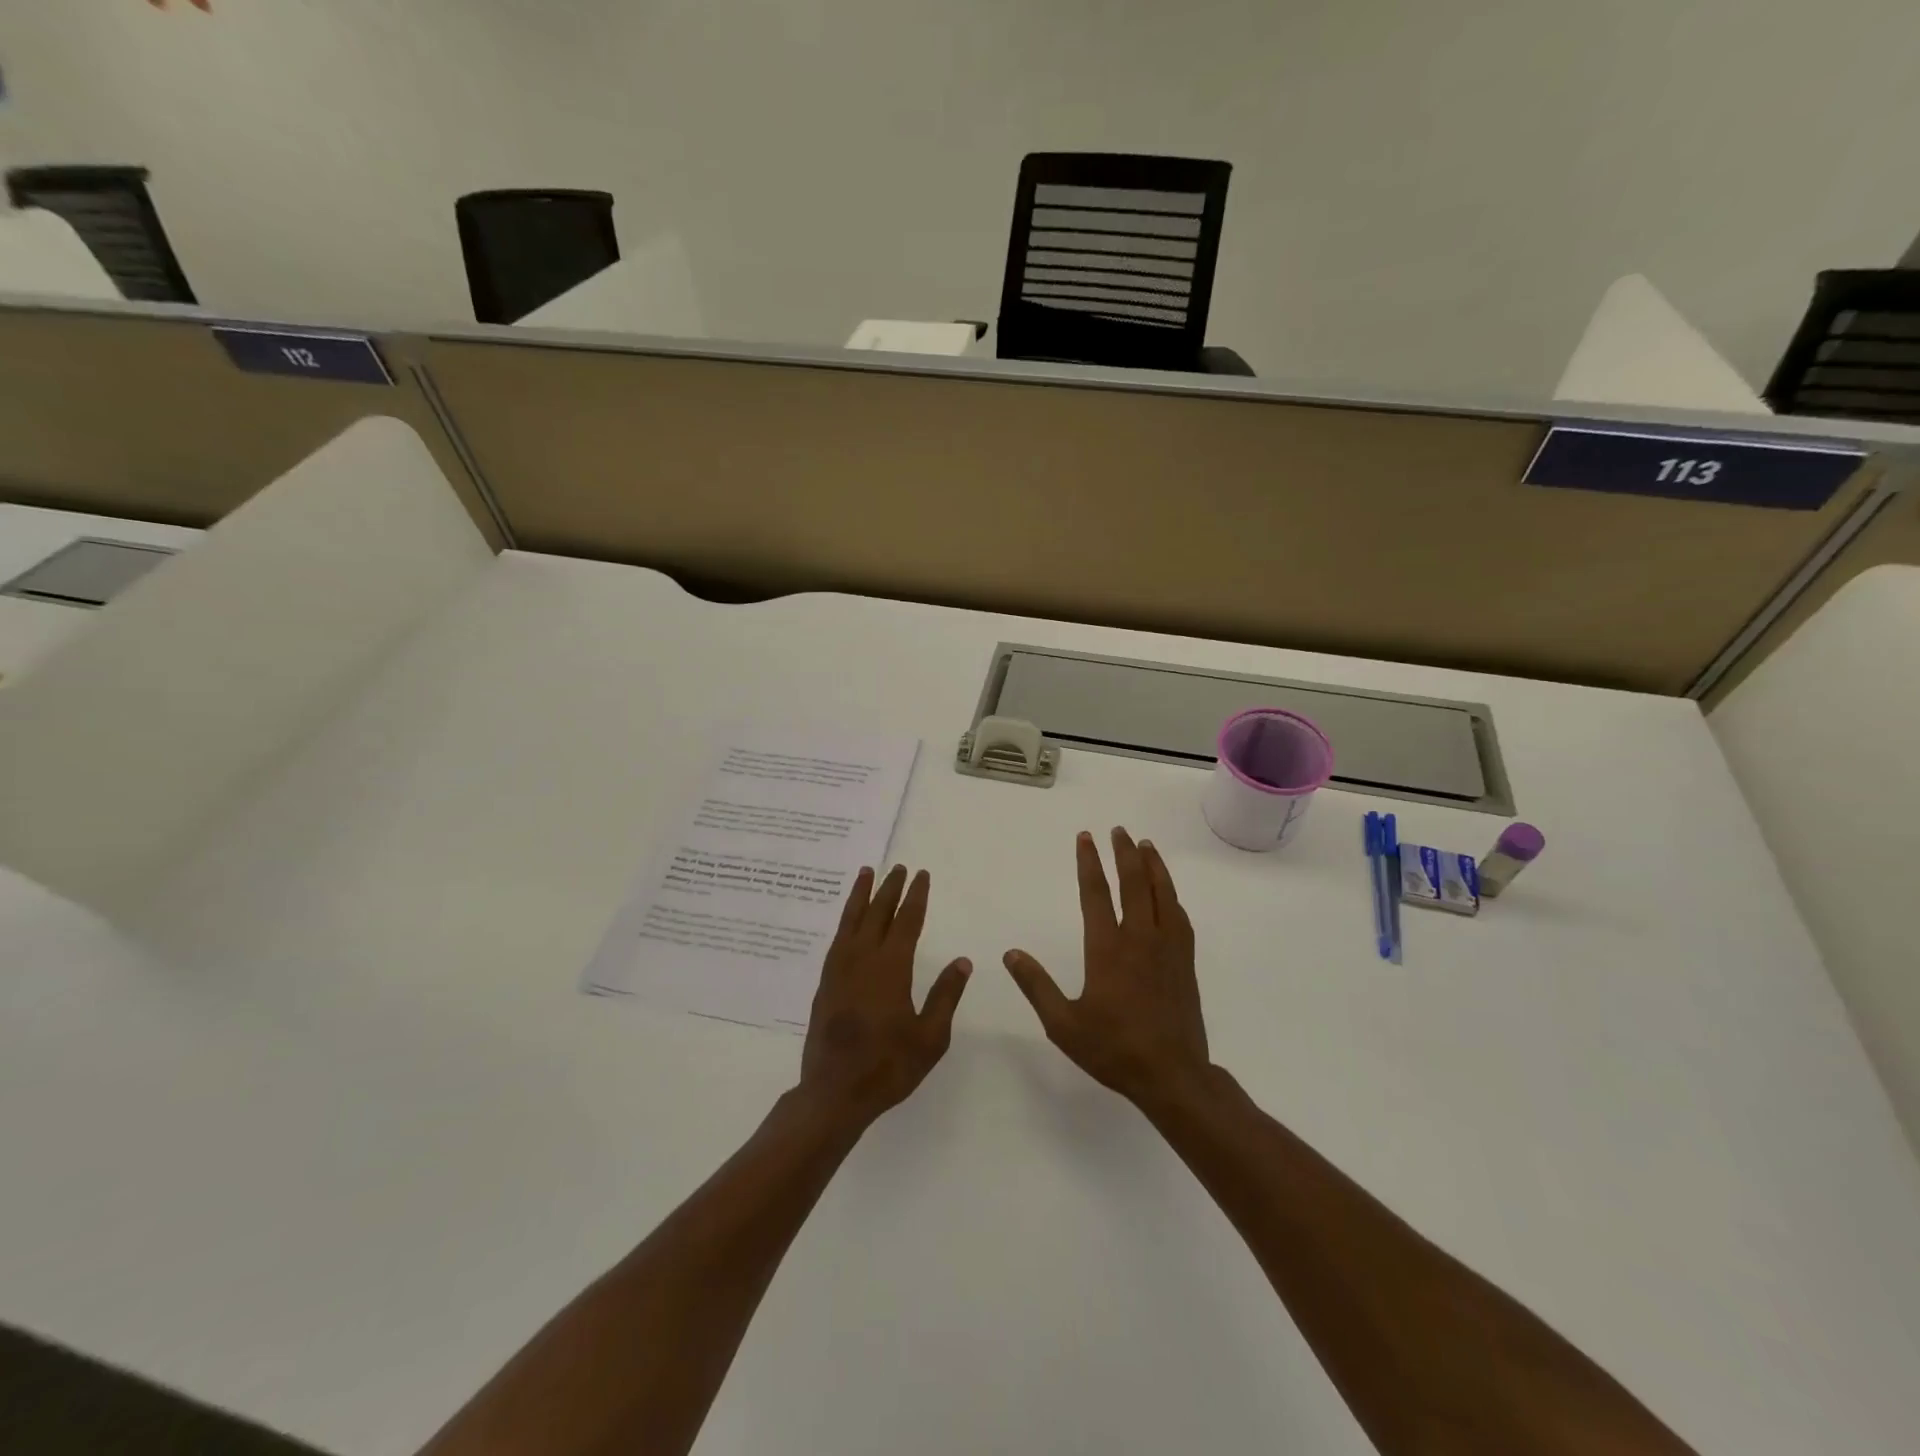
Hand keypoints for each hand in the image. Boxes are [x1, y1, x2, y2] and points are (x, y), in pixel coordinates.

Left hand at [800, 864, 971, 1128]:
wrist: (834, 1093)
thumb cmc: (889, 1067)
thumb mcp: (930, 1037)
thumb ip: (946, 996)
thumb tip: (962, 961)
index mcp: (891, 969)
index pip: (906, 922)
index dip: (915, 896)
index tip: (921, 875)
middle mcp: (863, 960)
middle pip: (877, 914)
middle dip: (889, 889)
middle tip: (898, 868)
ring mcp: (839, 970)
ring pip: (851, 921)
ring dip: (861, 896)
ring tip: (867, 873)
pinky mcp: (825, 983)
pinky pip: (837, 939)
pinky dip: (845, 920)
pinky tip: (850, 919)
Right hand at [1004, 828, 1210, 1110]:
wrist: (1172, 1075)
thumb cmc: (1113, 1049)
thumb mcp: (1063, 1024)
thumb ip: (1036, 985)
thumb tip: (1010, 953)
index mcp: (1107, 949)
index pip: (1096, 894)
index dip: (1089, 862)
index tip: (1086, 837)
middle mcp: (1139, 939)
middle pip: (1134, 883)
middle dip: (1124, 853)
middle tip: (1118, 830)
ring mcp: (1167, 948)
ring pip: (1162, 894)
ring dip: (1153, 866)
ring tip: (1145, 845)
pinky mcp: (1185, 962)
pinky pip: (1179, 917)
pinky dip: (1171, 896)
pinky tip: (1168, 893)